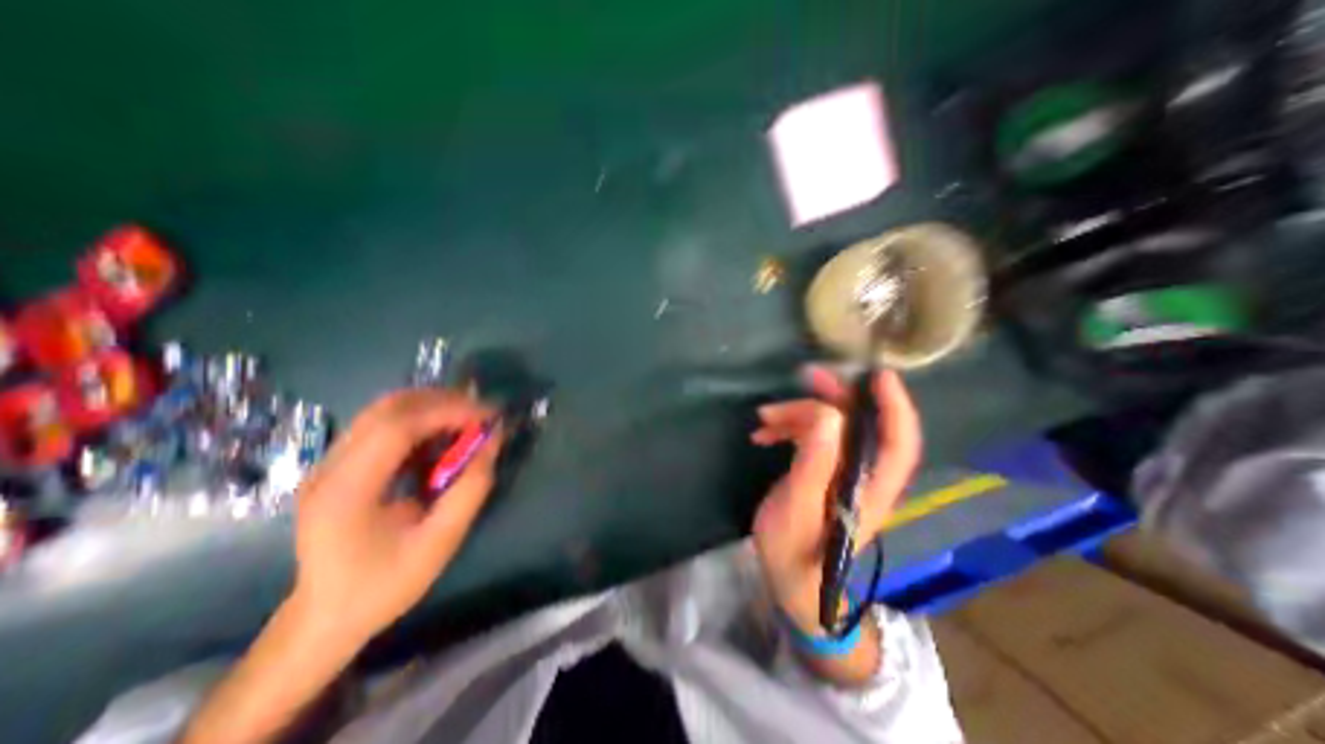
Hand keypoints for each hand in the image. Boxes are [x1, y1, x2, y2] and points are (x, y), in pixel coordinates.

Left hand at [290, 392, 501, 648]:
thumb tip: (494, 442)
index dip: (447, 412)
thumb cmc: (384, 585)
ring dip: (431, 406)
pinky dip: (419, 419)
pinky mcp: (338, 465)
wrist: (325, 618)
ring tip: (467, 419)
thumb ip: (471, 490)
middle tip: (481, 413)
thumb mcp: (440, 543)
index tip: (488, 416)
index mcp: (347, 492)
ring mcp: (328, 463)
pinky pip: (381, 424)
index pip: (397, 427)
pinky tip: (441, 434)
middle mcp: (329, 468)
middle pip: (388, 408)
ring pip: (384, 410)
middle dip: (442, 401)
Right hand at [751, 367, 924, 632]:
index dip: (895, 407)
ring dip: (799, 415)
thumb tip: (826, 416)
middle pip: (859, 425)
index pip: (897, 443)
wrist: (789, 582)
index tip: (879, 375)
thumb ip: (814, 465)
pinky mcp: (822, 472)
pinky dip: (788, 429)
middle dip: (835, 398)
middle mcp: (862, 475)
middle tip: (806, 377)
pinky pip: (811, 438)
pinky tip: (763, 433)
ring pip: (830, 428)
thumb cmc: (795, 553)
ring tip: (764, 417)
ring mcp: (842, 473)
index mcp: (869, 488)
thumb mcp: (797, 509)